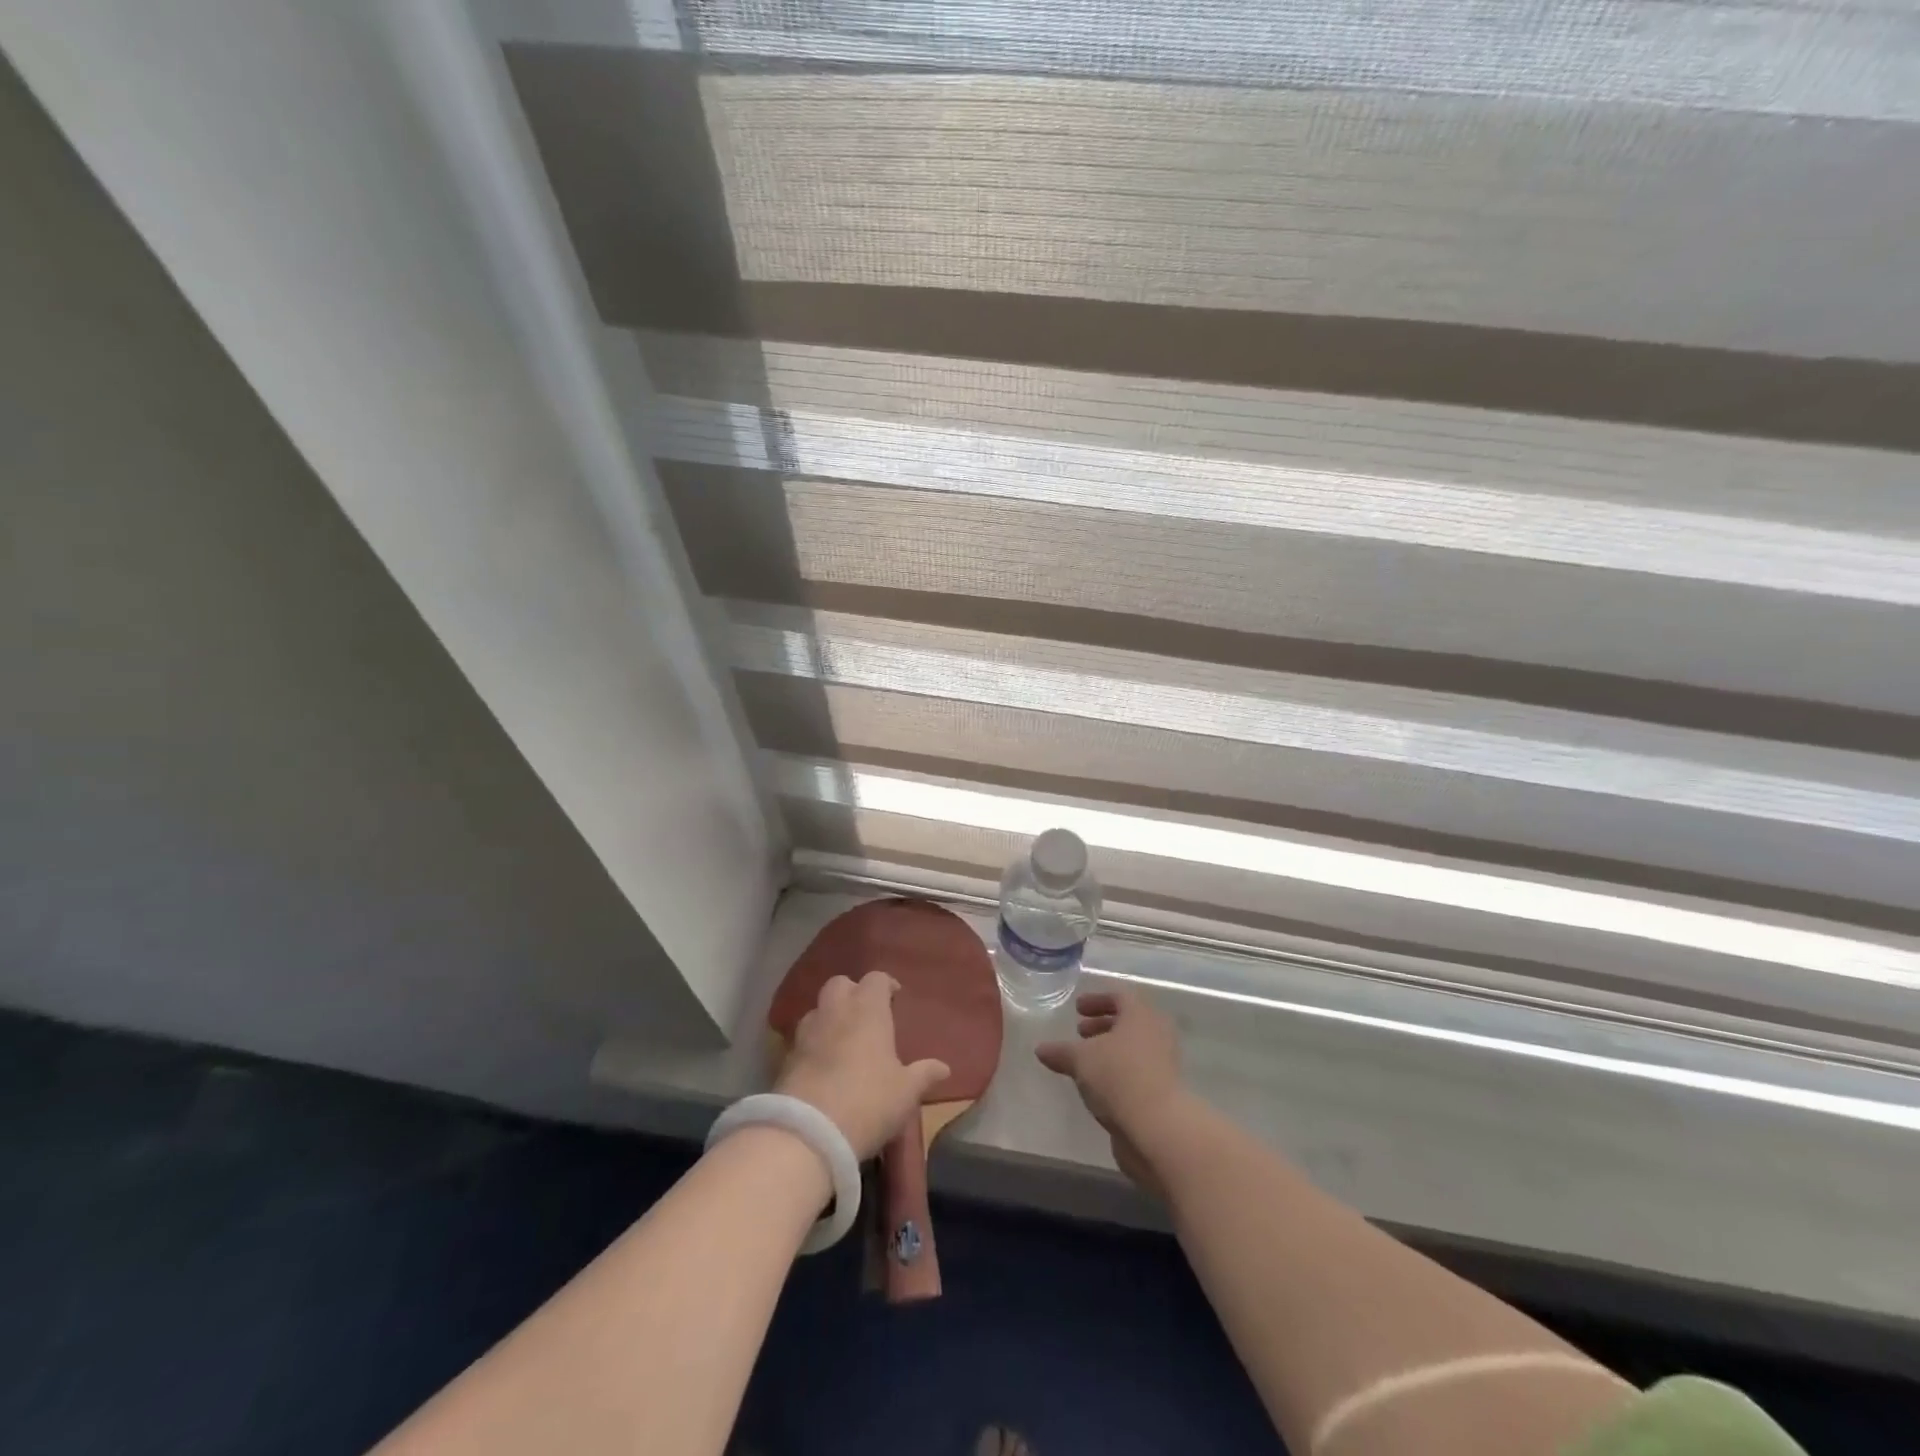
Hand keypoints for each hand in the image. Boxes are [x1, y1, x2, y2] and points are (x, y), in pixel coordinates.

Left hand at [775, 972, 949, 1159]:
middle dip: (853, 992)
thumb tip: (944, 1067)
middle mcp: (835, 1011)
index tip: (895, 997)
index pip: (876, 979)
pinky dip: (814, 1043)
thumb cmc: (868, 1101)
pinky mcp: (785, 1056)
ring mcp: (807, 1032)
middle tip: (866, 1015)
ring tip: (843, 1039)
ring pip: (818, 1009)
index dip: (886, 985)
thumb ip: (923, 1075)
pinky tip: (823, 1064)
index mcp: (868, 1010)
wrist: (808, 1133)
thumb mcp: (905, 1092)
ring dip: (830, 1017)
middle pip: (840, 984)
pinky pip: (803, 1038)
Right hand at [1036, 989, 1190, 1193]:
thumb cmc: (1118, 1077)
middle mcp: (1157, 1033)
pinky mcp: (1164, 1091)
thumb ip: (1061, 1052)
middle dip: (1102, 1025)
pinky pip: (1137, 1071)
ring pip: (1133, 1048)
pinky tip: (1098, 1086)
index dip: (1097, 1000)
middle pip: (1129, 1022)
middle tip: (1080, 1033)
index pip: (1120, 997)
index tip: (1078, 1010)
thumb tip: (1040, 1049)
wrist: (1158, 1128)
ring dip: (1110, 1051)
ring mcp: (1164, 1063)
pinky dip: (1118, 1072)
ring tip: (1085, 1063)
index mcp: (1141, 1015)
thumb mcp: (1081, 1060)